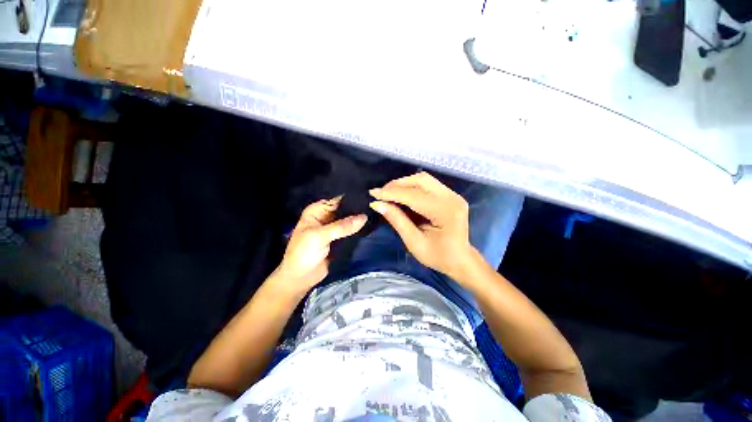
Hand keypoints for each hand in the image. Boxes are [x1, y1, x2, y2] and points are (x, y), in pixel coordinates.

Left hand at [275, 196, 366, 296]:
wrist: (301, 278)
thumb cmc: (303, 253)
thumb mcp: (320, 236)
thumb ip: (342, 226)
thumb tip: (364, 217)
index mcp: (317, 211)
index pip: (337, 200)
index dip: (352, 198)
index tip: (369, 197)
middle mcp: (327, 217)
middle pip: (345, 209)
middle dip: (358, 209)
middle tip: (376, 206)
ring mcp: (334, 229)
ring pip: (350, 221)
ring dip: (360, 220)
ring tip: (377, 215)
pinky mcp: (340, 240)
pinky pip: (351, 232)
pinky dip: (359, 230)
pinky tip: (372, 226)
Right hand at [369, 172, 478, 280]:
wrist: (460, 260)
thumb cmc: (438, 256)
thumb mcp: (414, 242)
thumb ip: (397, 220)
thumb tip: (378, 204)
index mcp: (445, 212)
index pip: (413, 196)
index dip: (391, 193)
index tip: (373, 193)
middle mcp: (451, 198)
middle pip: (420, 180)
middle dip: (397, 184)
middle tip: (381, 194)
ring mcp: (453, 194)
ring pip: (424, 179)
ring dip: (404, 184)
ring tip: (389, 194)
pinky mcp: (450, 195)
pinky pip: (428, 184)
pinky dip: (412, 187)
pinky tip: (402, 196)